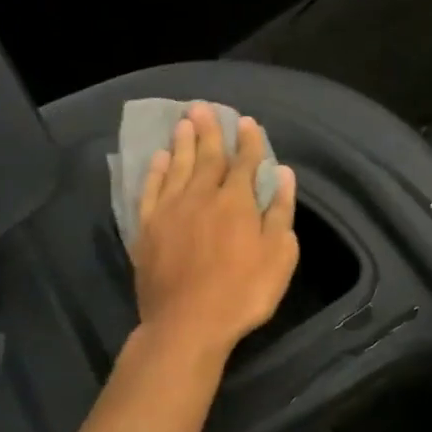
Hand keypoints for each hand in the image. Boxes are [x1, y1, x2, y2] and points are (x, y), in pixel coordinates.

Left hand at [132, 104, 298, 359]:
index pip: (244, 163)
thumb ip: (280, 212)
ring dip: (183, 143)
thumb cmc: (242, 293)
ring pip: (178, 167)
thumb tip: (283, 174)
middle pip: (207, 157)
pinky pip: (151, 191)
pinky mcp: (147, 228)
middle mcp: (202, 197)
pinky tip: (160, 159)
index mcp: (236, 202)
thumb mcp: (278, 256)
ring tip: (184, 122)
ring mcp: (170, 211)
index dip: (248, 142)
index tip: (247, 122)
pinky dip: (156, 172)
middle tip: (204, 107)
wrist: (187, 324)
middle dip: (209, 131)